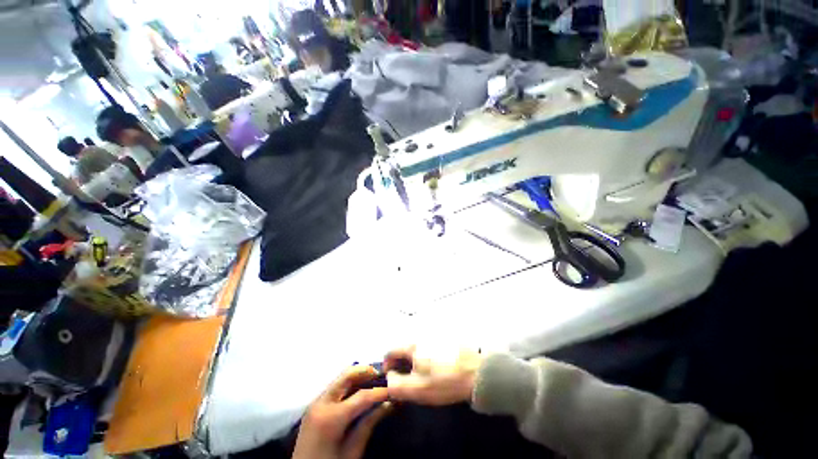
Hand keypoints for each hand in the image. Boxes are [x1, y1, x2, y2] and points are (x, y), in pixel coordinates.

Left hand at [292, 366, 391, 458]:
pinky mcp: (314, 405)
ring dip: (357, 376)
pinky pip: (335, 387)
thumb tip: (388, 404)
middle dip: (366, 371)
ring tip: (373, 381)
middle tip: (382, 376)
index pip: (361, 396)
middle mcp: (321, 403)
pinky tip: (358, 390)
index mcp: (331, 417)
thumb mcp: (352, 451)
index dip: (379, 391)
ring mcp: (315, 402)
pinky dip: (349, 384)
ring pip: (340, 378)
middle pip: (347, 375)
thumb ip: (369, 424)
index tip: (394, 388)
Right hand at [384, 346, 483, 405]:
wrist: (476, 373)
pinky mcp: (445, 339)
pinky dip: (427, 356)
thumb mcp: (417, 389)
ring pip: (417, 348)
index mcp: (412, 346)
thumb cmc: (444, 382)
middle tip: (409, 380)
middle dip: (401, 364)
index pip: (391, 351)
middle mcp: (421, 336)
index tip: (392, 378)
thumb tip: (389, 377)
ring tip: (424, 376)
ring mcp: (434, 336)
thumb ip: (396, 385)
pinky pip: (429, 347)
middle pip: (404, 349)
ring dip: (414, 361)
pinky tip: (437, 369)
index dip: (387, 365)